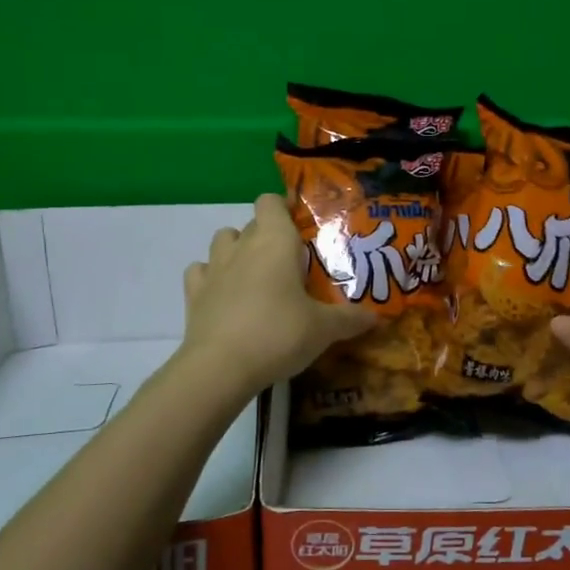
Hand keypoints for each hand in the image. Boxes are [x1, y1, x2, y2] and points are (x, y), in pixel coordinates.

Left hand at [179, 194, 376, 395]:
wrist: (221, 367)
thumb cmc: (279, 334)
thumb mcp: (324, 329)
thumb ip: (350, 319)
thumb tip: (376, 317)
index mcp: (275, 241)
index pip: (271, 202)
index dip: (284, 208)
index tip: (300, 225)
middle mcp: (242, 246)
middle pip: (252, 223)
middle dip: (268, 236)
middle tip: (290, 263)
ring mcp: (214, 268)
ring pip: (223, 241)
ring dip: (237, 250)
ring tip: (256, 276)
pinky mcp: (193, 294)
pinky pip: (200, 272)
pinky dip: (211, 277)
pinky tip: (224, 295)